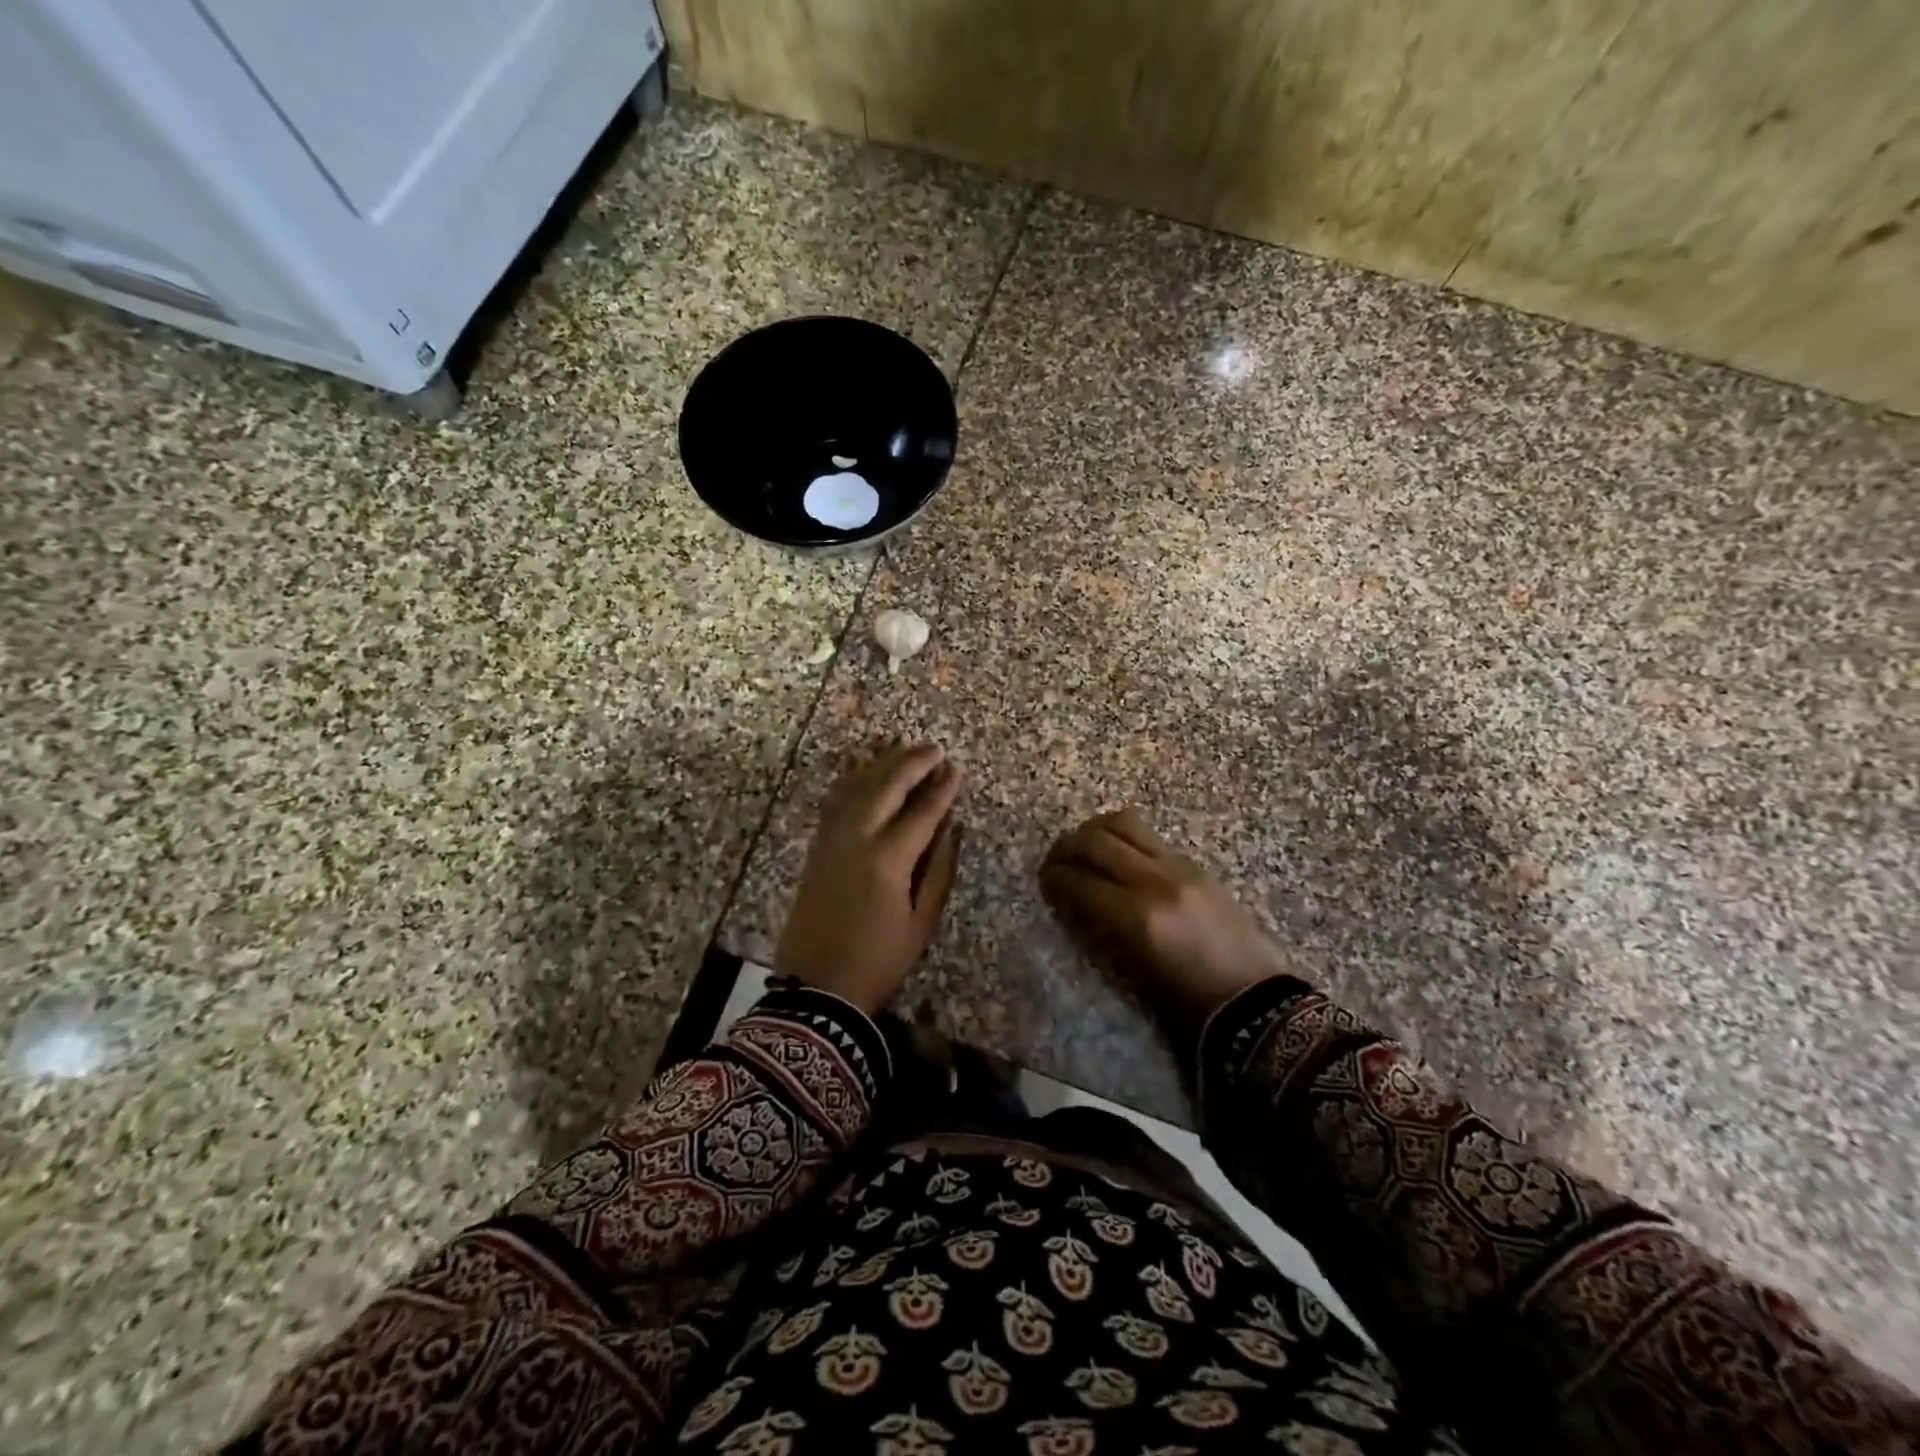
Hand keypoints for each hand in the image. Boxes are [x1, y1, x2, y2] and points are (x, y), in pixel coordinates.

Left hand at [777, 740, 962, 1014]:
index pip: (922, 812)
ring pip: (856, 786)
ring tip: (900, 743)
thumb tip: (952, 827)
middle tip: (933, 748)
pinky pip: (834, 800)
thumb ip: (939, 869)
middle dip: (912, 762)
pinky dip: (849, 777)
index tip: (956, 768)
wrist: (816, 987)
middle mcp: (857, 838)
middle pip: (886, 786)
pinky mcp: (816, 846)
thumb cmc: (878, 960)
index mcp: (888, 860)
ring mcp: (831, 839)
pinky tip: (860, 765)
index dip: (941, 788)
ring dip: (880, 762)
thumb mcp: (921, 922)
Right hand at [1040, 808, 1291, 1044]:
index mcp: (1138, 918)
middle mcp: (1154, 881)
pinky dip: (1123, 838)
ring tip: (1083, 847)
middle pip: (1095, 841)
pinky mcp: (1194, 864)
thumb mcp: (1134, 973)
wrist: (1254, 1000)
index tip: (1044, 882)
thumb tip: (1073, 898)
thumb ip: (1100, 928)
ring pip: (1122, 823)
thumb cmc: (1189, 1003)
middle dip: (1065, 847)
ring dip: (1094, 830)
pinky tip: (1118, 856)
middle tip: (1055, 861)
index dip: (1054, 879)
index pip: (1079, 882)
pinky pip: (1148, 836)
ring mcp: (1178, 867)